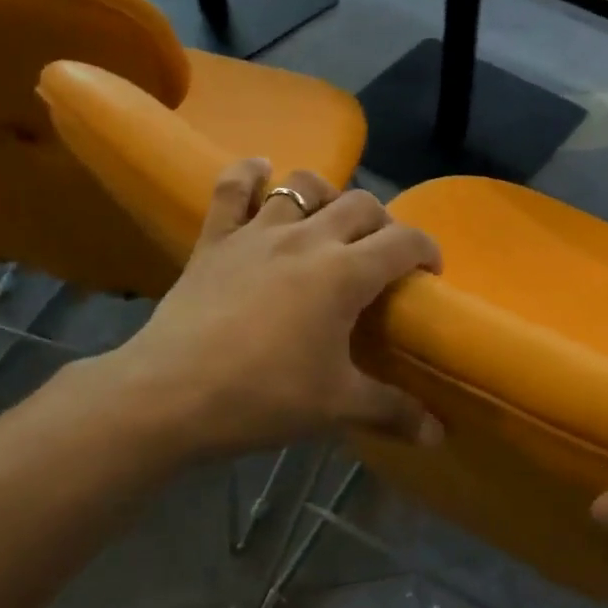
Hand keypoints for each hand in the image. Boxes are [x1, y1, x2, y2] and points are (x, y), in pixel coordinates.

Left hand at [82, 159, 443, 460]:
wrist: (169, 396)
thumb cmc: (263, 397)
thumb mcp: (337, 406)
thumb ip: (393, 412)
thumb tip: (438, 435)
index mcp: (345, 273)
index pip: (404, 241)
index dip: (427, 249)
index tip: (430, 271)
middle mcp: (308, 239)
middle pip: (361, 204)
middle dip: (383, 222)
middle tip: (381, 255)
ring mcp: (258, 233)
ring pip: (303, 185)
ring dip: (326, 194)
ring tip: (329, 219)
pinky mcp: (215, 240)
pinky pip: (232, 189)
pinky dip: (249, 174)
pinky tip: (261, 172)